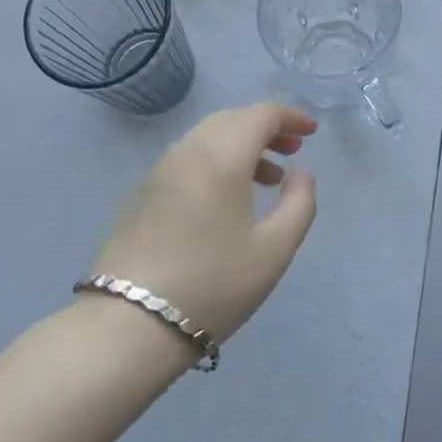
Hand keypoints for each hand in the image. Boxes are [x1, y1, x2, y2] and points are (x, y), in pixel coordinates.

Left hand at [92, 103, 319, 343]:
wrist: (129, 326)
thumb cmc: (212, 284)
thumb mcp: (274, 250)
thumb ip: (299, 204)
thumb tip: (302, 173)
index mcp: (221, 156)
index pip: (260, 114)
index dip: (290, 117)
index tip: (312, 133)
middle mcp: (187, 151)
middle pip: (232, 119)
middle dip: (266, 128)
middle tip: (293, 151)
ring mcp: (159, 171)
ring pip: (207, 138)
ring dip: (241, 146)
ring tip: (268, 179)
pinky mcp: (142, 194)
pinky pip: (188, 159)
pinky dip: (216, 161)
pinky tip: (227, 199)